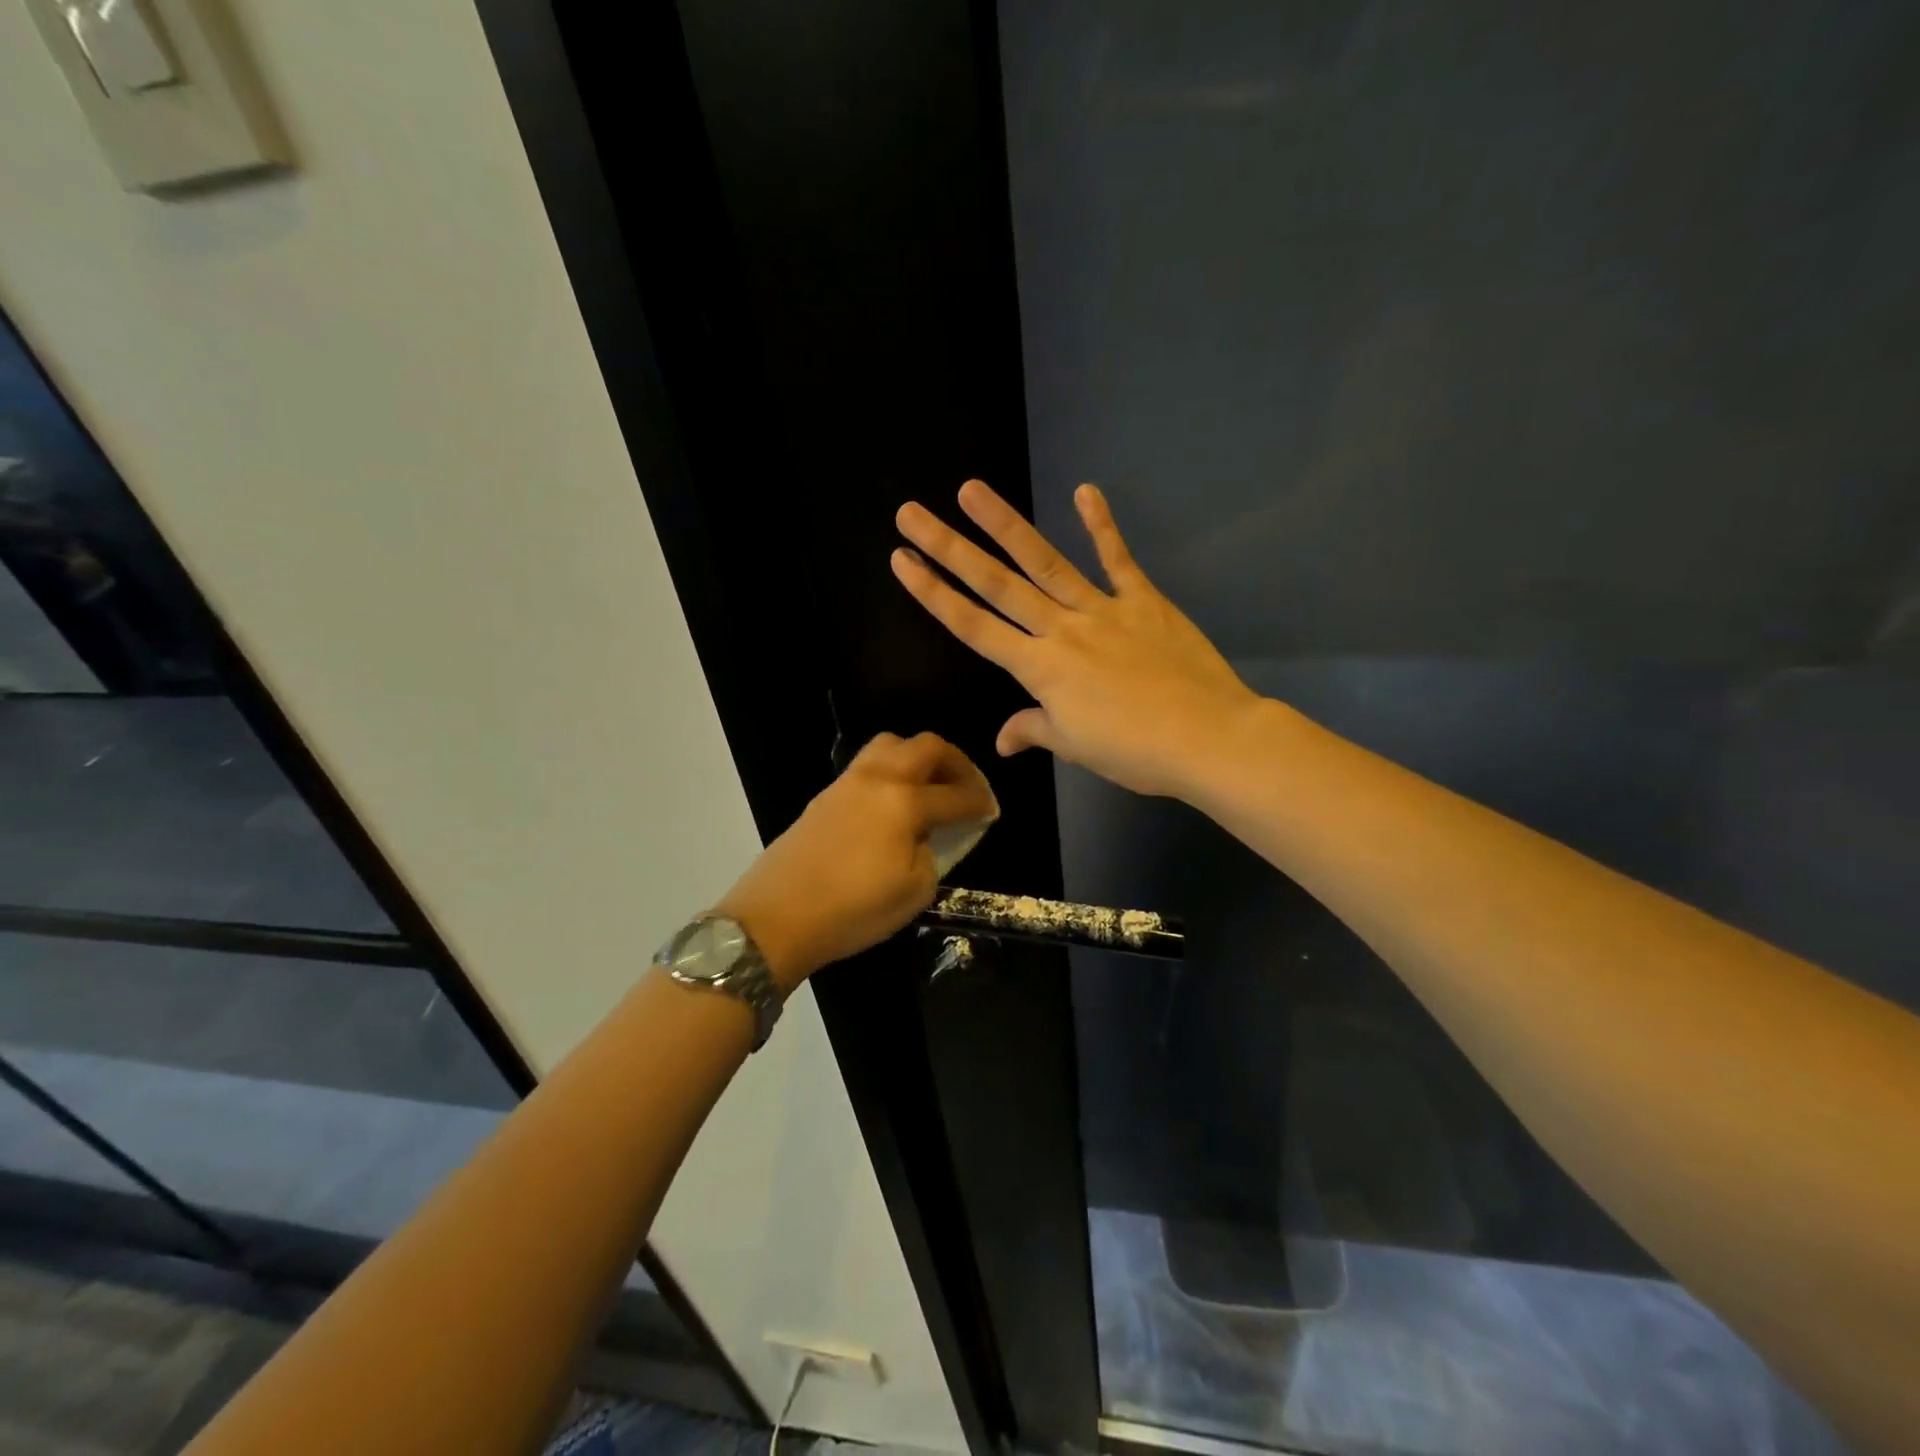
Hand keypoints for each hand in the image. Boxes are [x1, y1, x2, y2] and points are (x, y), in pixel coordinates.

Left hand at [713, 732, 996, 989]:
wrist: (776, 917)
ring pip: (891, 745)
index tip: (991, 812)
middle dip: (955, 763)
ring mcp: (847, 783)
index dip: (980, 802)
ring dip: (918, 757)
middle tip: (966, 787)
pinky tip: (894, 801)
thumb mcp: (913, 892)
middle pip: (926, 747)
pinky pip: (867, 764)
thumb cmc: (852, 910)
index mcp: (904, 802)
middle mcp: (878, 779)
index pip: (955, 794)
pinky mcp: (825, 795)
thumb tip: (927, 838)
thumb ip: (932, 855)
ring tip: (929, 786)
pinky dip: (891, 770)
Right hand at [892, 480, 1262, 798]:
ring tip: (971, 490)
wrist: (1207, 737)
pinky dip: (1101, 526)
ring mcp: (1102, 609)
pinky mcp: (1143, 600)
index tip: (902, 561)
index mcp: (1040, 669)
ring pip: (1044, 562)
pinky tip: (1084, 490)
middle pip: (996, 584)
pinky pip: (1117, 559)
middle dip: (949, 548)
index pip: (974, 626)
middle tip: (911, 513)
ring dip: (1005, 524)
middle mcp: (1061, 629)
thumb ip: (1034, 729)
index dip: (934, 594)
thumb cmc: (1135, 751)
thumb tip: (1004, 739)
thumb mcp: (1075, 746)